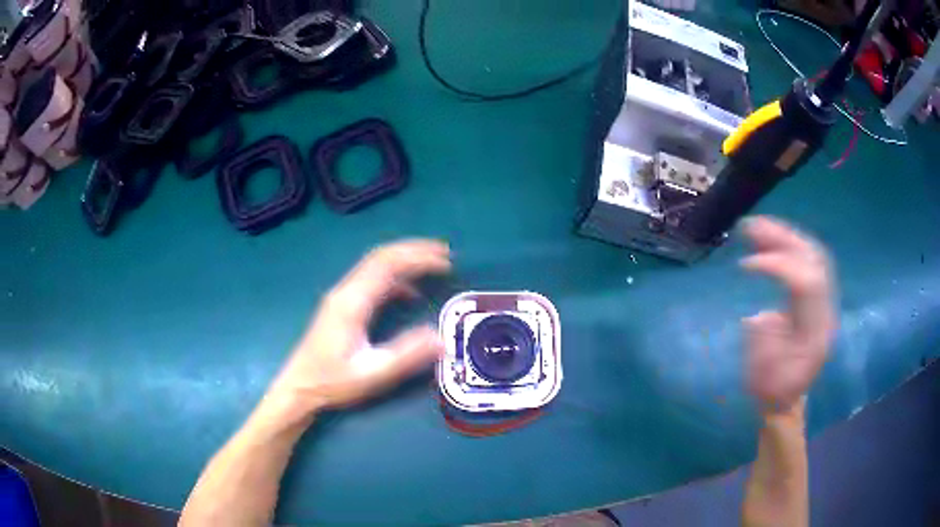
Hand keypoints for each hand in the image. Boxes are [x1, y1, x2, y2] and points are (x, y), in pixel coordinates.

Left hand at [269, 240, 451, 415]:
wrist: (298, 387)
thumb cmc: (332, 382)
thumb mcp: (372, 373)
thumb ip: (406, 355)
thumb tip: (441, 339)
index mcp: (352, 302)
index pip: (387, 264)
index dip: (418, 257)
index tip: (446, 261)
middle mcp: (346, 291)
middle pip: (381, 257)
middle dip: (414, 251)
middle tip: (445, 254)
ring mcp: (342, 297)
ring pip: (376, 265)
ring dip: (405, 261)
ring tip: (434, 265)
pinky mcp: (342, 306)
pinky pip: (371, 281)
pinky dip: (395, 278)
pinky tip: (410, 293)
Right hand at [740, 217, 835, 413]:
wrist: (786, 399)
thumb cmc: (772, 391)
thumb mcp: (763, 374)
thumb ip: (764, 341)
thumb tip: (759, 314)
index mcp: (816, 331)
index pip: (806, 283)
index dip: (778, 266)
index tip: (746, 265)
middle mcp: (825, 309)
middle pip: (813, 259)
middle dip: (782, 238)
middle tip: (750, 226)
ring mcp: (823, 301)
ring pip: (811, 254)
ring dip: (784, 235)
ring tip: (754, 225)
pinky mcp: (814, 297)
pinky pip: (806, 260)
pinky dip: (787, 244)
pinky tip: (767, 238)